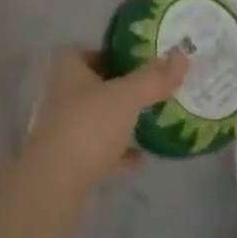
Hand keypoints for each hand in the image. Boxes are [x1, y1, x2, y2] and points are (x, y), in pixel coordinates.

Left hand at [24, 48, 189, 191]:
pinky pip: (100, 148)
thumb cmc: (88, 126)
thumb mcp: (127, 96)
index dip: (126, 54)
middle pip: (101, 84)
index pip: (100, 51)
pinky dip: (119, 151)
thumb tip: (183, 54)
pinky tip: (141, 158)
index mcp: (69, 66)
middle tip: (160, 90)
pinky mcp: (69, 159)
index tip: (153, 62)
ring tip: (156, 121)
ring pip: (101, 117)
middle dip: (128, 89)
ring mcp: (63, 127)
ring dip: (123, 120)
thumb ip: (154, 77)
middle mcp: (62, 92)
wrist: (53, 187)